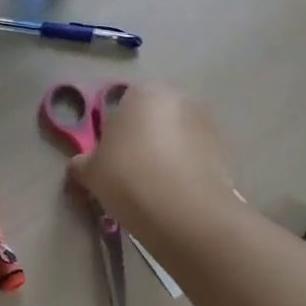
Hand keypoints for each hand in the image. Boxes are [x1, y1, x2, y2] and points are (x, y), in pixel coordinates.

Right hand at [67, 83, 239, 237]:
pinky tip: (174, 196)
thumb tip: (81, 164)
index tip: (110, 160)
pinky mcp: (224, 152)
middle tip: (129, 173)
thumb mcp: (90, 171)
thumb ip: (82, 162)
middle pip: (152, 118)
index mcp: (142, 92)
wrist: (186, 213)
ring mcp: (205, 124)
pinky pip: (194, 158)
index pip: (121, 106)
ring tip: (153, 189)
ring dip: (166, 155)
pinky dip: (185, 171)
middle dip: (142, 140)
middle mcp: (176, 98)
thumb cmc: (128, 177)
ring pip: (175, 138)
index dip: (113, 134)